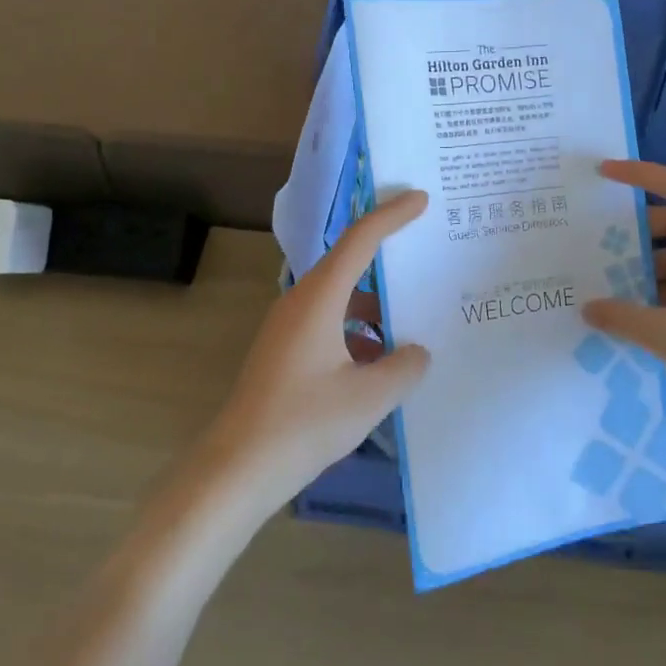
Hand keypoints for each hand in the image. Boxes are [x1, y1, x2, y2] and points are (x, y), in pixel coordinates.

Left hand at [203, 190, 432, 516]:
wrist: (239, 466)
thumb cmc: (305, 423)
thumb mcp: (369, 396)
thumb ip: (403, 367)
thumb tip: (416, 352)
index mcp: (318, 298)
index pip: (359, 240)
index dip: (391, 215)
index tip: (420, 198)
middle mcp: (300, 302)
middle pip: (349, 266)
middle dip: (387, 261)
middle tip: (425, 257)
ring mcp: (288, 328)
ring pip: (340, 302)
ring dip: (374, 309)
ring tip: (413, 324)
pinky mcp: (284, 353)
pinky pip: (329, 327)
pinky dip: (357, 334)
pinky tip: (380, 364)